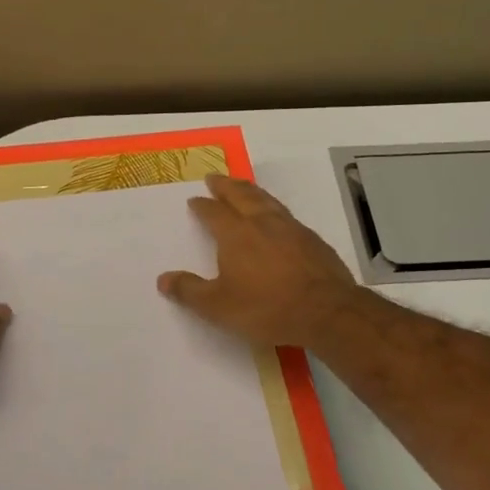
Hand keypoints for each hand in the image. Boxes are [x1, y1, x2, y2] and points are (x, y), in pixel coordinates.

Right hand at [157, 174, 362, 349]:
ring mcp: (291, 229)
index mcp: (236, 235)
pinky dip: (274, 209)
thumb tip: (163, 279)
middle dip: (226, 186)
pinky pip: (287, 215)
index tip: (195, 199)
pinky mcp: (313, 240)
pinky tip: (277, 218)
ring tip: (244, 187)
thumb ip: (190, 291)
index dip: (203, 206)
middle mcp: (262, 223)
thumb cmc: (266, 308)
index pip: (214, 213)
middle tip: (215, 177)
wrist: (326, 312)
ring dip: (251, 191)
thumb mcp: (219, 306)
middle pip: (242, 196)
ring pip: (267, 200)